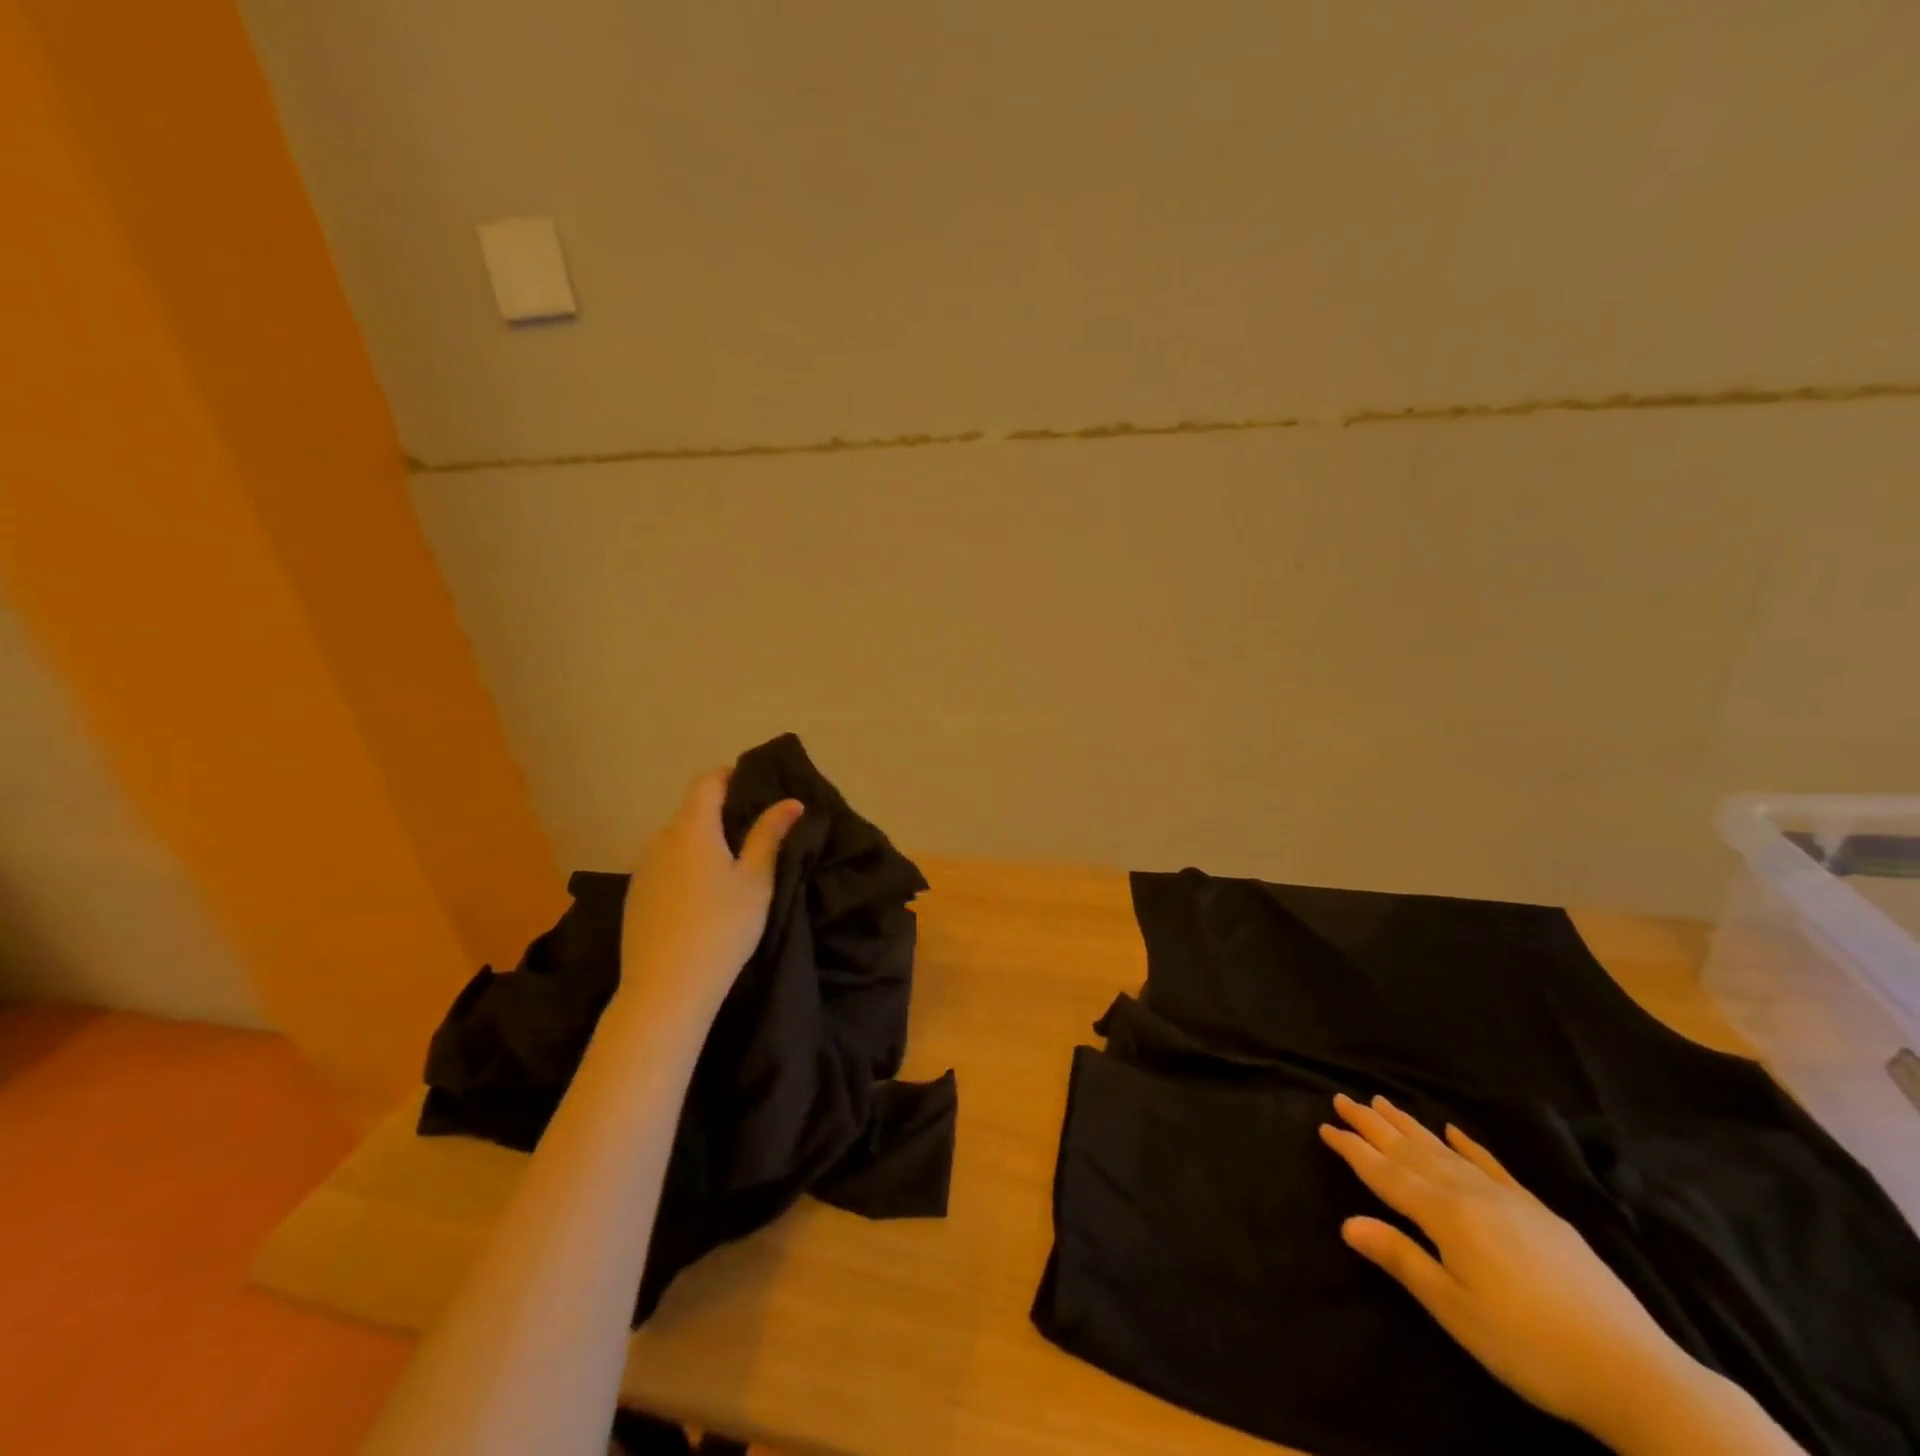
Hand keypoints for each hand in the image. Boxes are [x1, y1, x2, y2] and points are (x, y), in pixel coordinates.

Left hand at [612, 770, 803, 1021]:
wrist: (666, 989)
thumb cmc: (722, 927)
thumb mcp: (756, 881)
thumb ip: (770, 836)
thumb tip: (790, 801)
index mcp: (691, 828)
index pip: (707, 781)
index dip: (731, 776)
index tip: (757, 788)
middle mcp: (661, 839)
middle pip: (692, 812)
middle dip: (722, 815)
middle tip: (756, 836)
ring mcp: (643, 869)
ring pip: (678, 842)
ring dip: (703, 845)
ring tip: (732, 871)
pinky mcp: (635, 898)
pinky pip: (665, 868)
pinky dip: (686, 869)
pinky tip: (703, 900)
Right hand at [1318, 1094, 1700, 1442]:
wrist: (1633, 1371)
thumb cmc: (1529, 1347)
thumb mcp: (1456, 1311)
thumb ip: (1401, 1259)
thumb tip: (1347, 1222)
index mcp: (1445, 1216)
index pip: (1385, 1173)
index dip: (1352, 1149)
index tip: (1324, 1125)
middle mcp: (1470, 1194)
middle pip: (1411, 1151)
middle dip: (1373, 1125)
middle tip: (1343, 1098)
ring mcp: (1508, 1199)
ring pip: (1445, 1150)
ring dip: (1410, 1126)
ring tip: (1383, 1101)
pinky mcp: (1539, 1212)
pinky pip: (1491, 1165)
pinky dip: (1468, 1144)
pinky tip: (1454, 1130)